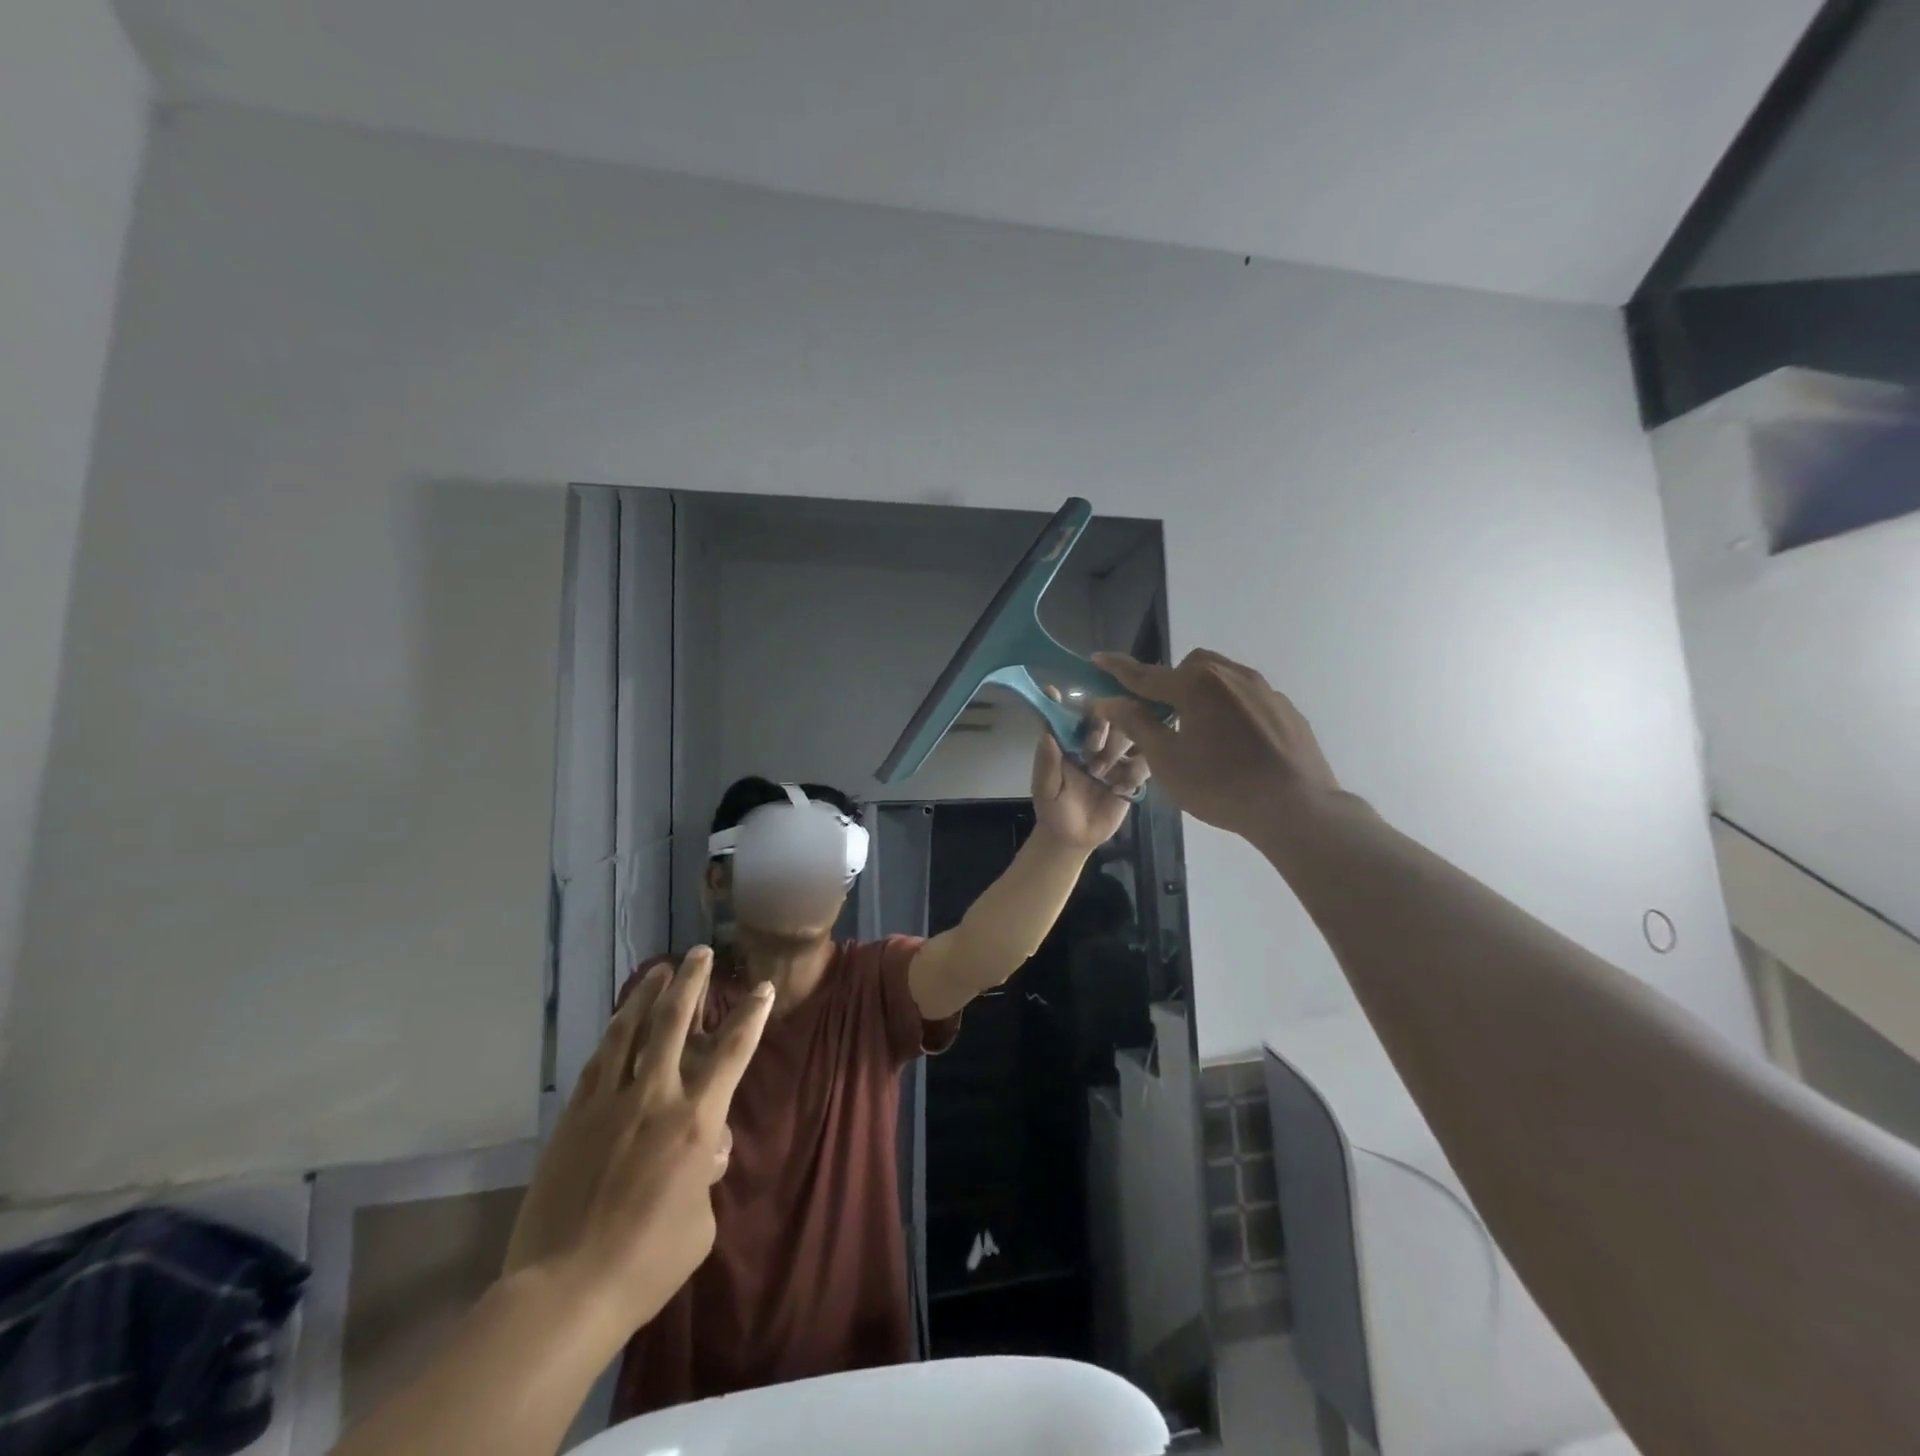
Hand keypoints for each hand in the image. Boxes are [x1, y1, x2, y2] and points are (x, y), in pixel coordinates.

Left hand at [502, 947, 771, 1333]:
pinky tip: (618, 1024)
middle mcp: (655, 1097)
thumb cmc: (647, 1263)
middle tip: (700, 953)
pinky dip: (613, 1036)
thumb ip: (706, 1178)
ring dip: (647, 995)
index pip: (734, 1052)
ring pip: (630, 1031)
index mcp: (696, 1121)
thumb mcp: (700, 1224)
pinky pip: (598, 1063)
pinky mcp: (573, 1118)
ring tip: (659, 969)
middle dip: (692, 981)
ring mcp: (609, 1103)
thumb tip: (704, 1153)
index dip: (752, 1015)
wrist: (564, 1292)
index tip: (763, 988)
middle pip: (675, 1022)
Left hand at [1029, 688, 1149, 850]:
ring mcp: (1117, 756)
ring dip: (1118, 749)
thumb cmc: (1054, 810)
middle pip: (1112, 714)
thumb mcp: (1045, 789)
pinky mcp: (1133, 774)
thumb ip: (1047, 763)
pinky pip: (1146, 761)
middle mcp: (1096, 742)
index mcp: (1071, 740)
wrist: (1075, 839)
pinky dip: (1134, 772)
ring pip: (1133, 733)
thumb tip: (1047, 733)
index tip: (1073, 701)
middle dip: (1103, 726)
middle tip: (1092, 747)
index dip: (1074, 703)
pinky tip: (1118, 790)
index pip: (1076, 712)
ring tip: (1100, 775)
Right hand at [1092, 650, 1342, 843]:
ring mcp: (1263, 690)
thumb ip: (1138, 724)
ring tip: (1198, 728)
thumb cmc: (1221, 786)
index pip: (1146, 674)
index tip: (1098, 658)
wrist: (1296, 807)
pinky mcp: (1285, 708)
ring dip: (1201, 693)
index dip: (1118, 669)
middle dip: (1169, 682)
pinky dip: (1229, 708)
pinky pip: (1246, 697)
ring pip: (1221, 678)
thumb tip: (1112, 701)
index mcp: (1197, 685)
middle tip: (1161, 714)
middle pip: (1189, 668)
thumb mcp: (1167, 761)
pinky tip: (1233, 742)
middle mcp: (1231, 675)